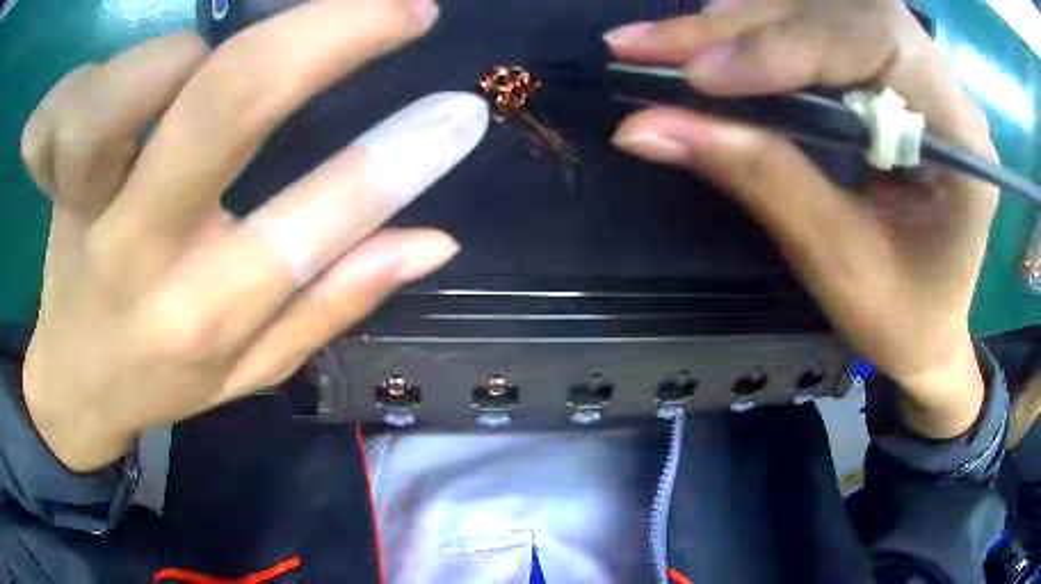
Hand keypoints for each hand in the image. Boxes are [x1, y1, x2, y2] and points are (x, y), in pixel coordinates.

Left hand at [20, 0, 487, 471]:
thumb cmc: (159, 382)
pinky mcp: (51, 182)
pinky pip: (65, 106)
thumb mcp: (251, 371)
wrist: (72, 386)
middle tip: (400, 9)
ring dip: (182, 50)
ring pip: (123, 92)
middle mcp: (141, 250)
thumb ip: (333, 303)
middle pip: (225, 105)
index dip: (400, 156)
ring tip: (204, 60)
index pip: (314, 220)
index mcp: (205, 312)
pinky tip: (123, 82)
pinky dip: (94, 74)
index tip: (460, 110)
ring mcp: (85, 207)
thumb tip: (433, 241)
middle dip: (326, 35)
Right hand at [605, 0, 996, 437]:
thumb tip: (644, 126)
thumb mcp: (838, 260)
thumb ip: (759, 177)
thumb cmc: (902, 318)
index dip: (785, 48)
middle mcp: (945, 86)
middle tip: (649, 46)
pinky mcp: (890, 73)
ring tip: (669, 45)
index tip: (697, 75)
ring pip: (825, 8)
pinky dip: (760, 30)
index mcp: (962, 139)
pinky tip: (714, 43)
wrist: (930, 331)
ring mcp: (918, 71)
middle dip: (746, 26)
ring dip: (744, 23)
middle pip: (841, 11)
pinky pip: (822, 26)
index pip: (875, 44)